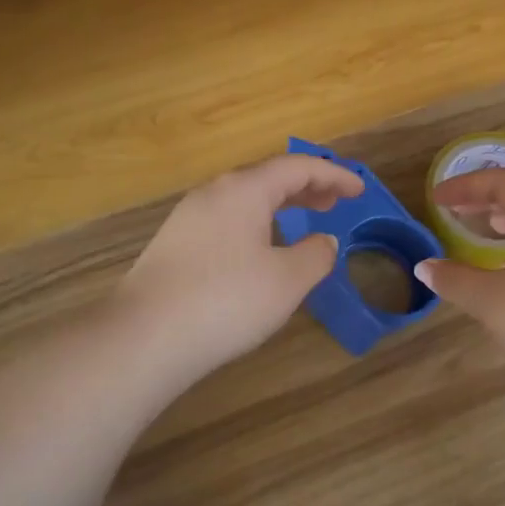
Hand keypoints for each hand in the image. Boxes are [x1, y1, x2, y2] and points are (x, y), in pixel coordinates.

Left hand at [116, 154, 365, 381]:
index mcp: (244, 190)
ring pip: (243, 199)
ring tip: (300, 221)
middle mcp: (213, 193)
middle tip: (334, 201)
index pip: (298, 168)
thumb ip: (315, 255)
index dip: (333, 175)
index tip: (360, 189)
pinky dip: (255, 223)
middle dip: (305, 186)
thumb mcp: (287, 281)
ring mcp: (188, 218)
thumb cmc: (226, 301)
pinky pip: (226, 220)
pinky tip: (259, 250)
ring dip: (278, 205)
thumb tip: (324, 241)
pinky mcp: (174, 245)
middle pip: (267, 178)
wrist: (144, 337)